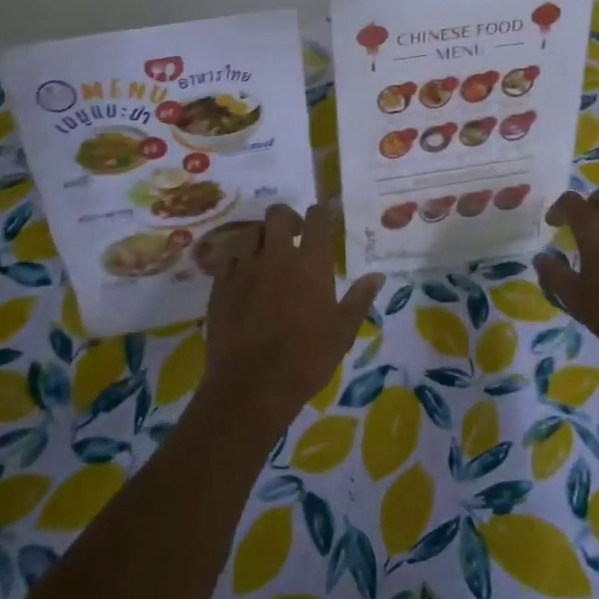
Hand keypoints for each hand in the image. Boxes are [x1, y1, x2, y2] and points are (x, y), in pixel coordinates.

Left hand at [201, 202, 383, 430]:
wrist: (253, 385)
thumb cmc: (307, 358)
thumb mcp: (343, 331)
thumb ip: (360, 298)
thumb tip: (377, 276)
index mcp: (311, 262)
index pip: (317, 218)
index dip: (321, 213)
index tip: (324, 220)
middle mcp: (277, 255)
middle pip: (278, 214)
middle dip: (287, 219)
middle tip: (293, 237)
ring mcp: (245, 267)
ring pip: (250, 231)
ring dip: (260, 237)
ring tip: (265, 255)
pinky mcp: (221, 284)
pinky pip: (228, 257)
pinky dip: (237, 259)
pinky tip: (243, 274)